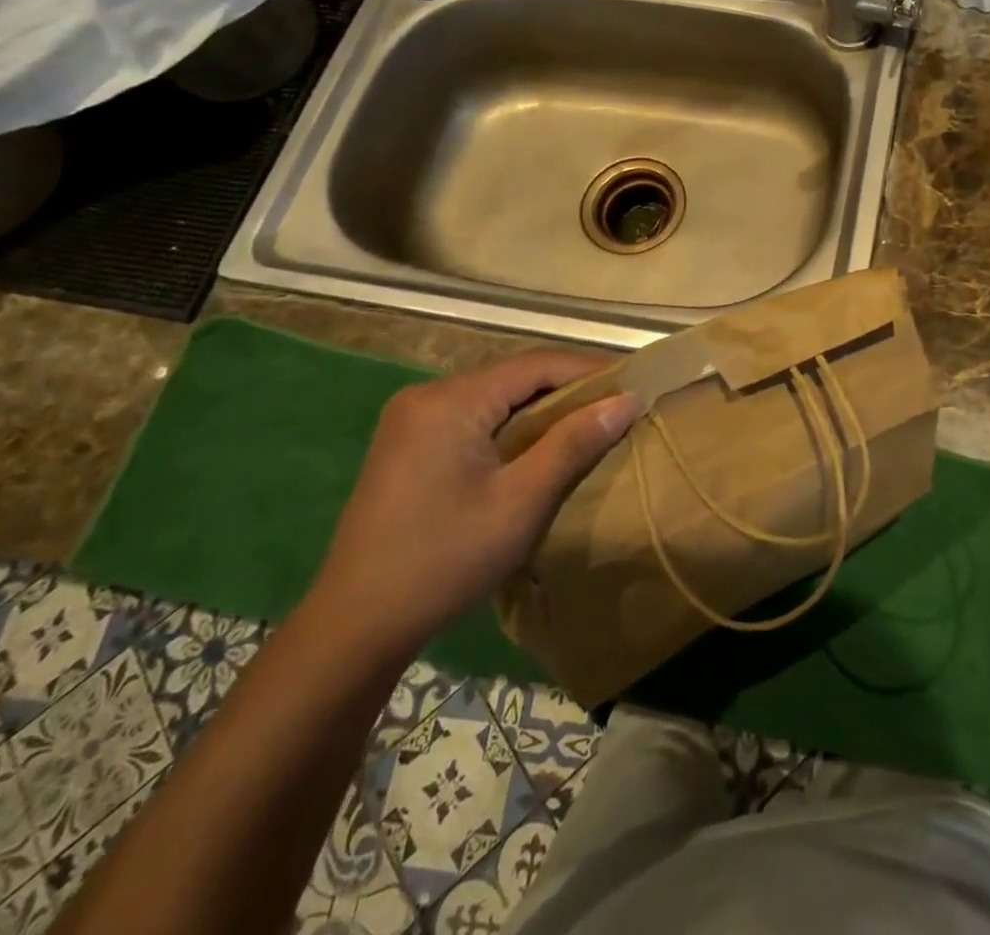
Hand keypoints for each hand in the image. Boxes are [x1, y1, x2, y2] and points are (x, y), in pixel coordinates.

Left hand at [308, 351, 640, 660]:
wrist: (355, 625)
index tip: (634, 383)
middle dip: (567, 387)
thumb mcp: (521, 502)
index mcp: (451, 400)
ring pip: (494, 395)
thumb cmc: (445, 560)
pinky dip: (512, 423)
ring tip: (587, 422)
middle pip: (513, 375)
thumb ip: (573, 443)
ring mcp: (412, 418)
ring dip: (540, 406)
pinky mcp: (407, 442)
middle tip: (616, 405)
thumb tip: (626, 400)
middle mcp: (428, 394)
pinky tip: (536, 444)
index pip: (535, 364)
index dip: (589, 369)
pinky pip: (474, 416)